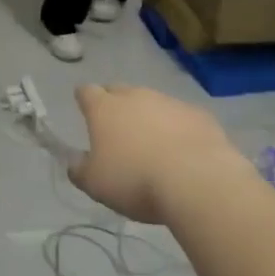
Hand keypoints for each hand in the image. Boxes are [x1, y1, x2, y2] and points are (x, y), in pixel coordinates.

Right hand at [68, 85, 240, 223]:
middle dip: (115, 104)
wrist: (198, 181)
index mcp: (104, 109)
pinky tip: (183, 151)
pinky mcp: (199, 115)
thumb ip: (79, 170)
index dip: (84, 98)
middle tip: (117, 128)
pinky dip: (178, 128)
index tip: (84, 107)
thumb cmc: (135, 180)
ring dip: (148, 117)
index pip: (87, 91)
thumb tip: (74, 161)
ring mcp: (169, 102)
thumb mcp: (95, 184)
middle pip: (119, 91)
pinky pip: (181, 117)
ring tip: (153, 144)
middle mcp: (135, 96)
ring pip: (152, 102)